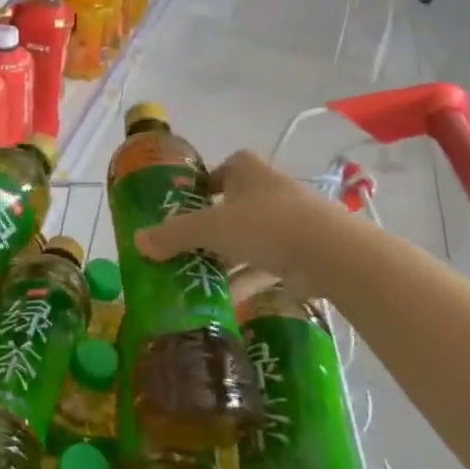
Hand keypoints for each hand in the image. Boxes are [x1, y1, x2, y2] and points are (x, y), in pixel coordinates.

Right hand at [135, 150, 359, 295]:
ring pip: (251, 239)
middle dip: (213, 226)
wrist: (332, 254)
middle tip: (186, 246)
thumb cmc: (266, 224)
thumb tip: (137, 242)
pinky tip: (227, 301)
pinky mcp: (304, 254)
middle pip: (235, 206)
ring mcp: (291, 223)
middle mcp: (270, 190)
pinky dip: (248, 280)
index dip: (206, 183)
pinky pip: (268, 265)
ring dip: (229, 258)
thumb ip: (174, 234)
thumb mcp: (211, 227)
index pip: (224, 168)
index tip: (188, 204)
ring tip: (199, 278)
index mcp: (249, 171)